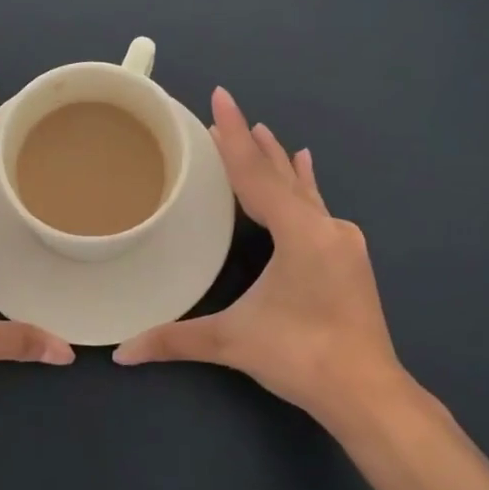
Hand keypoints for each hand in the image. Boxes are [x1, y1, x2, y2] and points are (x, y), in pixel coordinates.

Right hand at [113, 87, 403, 428]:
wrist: (367, 392)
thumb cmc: (300, 357)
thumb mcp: (233, 342)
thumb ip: (175, 340)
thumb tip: (121, 353)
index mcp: (300, 233)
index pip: (256, 175)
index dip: (232, 137)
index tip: (220, 97)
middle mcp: (325, 227)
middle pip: (281, 175)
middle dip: (251, 145)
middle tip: (226, 114)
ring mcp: (342, 242)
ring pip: (304, 190)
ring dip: (279, 163)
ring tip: (264, 132)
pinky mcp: (348, 258)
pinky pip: (318, 208)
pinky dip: (304, 186)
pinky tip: (308, 172)